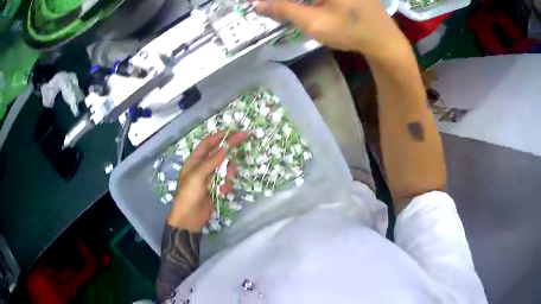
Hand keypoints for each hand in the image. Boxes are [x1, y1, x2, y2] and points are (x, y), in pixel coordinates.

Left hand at [167, 131, 246, 231]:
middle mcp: (202, 167)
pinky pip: (225, 181)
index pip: (206, 145)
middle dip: (228, 152)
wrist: (190, 218)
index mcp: (194, 162)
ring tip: (226, 183)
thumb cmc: (189, 195)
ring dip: (228, 173)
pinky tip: (222, 192)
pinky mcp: (215, 188)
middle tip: (243, 139)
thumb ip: (211, 162)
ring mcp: (209, 178)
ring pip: (224, 168)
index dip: (218, 137)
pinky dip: (226, 185)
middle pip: (218, 154)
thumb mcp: (198, 176)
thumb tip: (224, 148)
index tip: (231, 131)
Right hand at [255, 0, 408, 60]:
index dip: (274, 0)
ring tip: (284, 8)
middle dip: (284, 2)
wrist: (385, 40)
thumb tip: (257, 4)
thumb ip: (284, 9)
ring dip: (296, 2)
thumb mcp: (315, 22)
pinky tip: (301, 7)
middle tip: (270, 7)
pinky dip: (308, 2)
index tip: (260, 4)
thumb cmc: (352, 31)